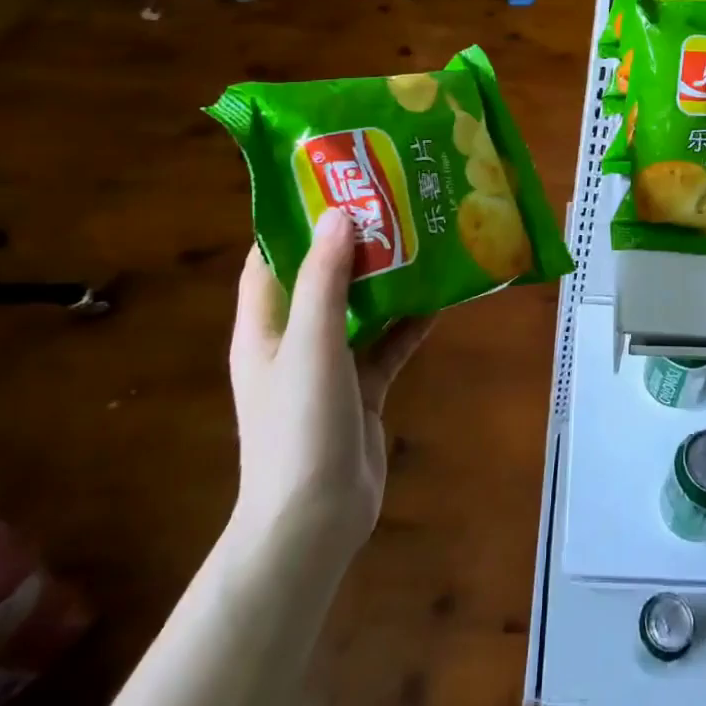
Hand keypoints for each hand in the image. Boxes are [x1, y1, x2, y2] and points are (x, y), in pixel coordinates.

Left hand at [229, 210, 433, 557]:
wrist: (315, 521)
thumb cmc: (300, 425)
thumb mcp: (311, 344)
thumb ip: (325, 280)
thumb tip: (342, 214)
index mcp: (265, 327)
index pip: (270, 259)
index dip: (294, 220)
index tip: (334, 185)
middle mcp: (294, 340)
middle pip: (321, 278)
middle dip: (353, 243)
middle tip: (393, 205)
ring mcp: (330, 366)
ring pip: (360, 309)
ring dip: (386, 280)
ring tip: (422, 239)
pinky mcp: (362, 389)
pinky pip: (388, 344)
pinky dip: (409, 322)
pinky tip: (440, 297)